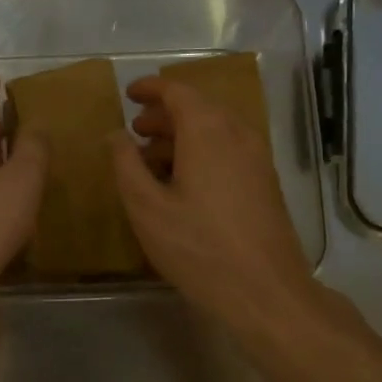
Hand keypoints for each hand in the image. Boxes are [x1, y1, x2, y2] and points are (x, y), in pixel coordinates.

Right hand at [110, 77, 317, 329]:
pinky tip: (182, 183)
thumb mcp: (147, 208)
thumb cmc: (198, 247)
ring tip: (152, 159)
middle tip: (135, 130)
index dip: (151, 89)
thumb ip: (126, 165)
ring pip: (215, 131)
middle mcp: (238, 135)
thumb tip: (116, 135)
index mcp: (208, 132)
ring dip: (182, 136)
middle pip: (199, 109)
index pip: (178, 92)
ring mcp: (257, 159)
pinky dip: (201, 152)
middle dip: (164, 115)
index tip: (128, 94)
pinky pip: (228, 151)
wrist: (265, 292)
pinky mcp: (265, 183)